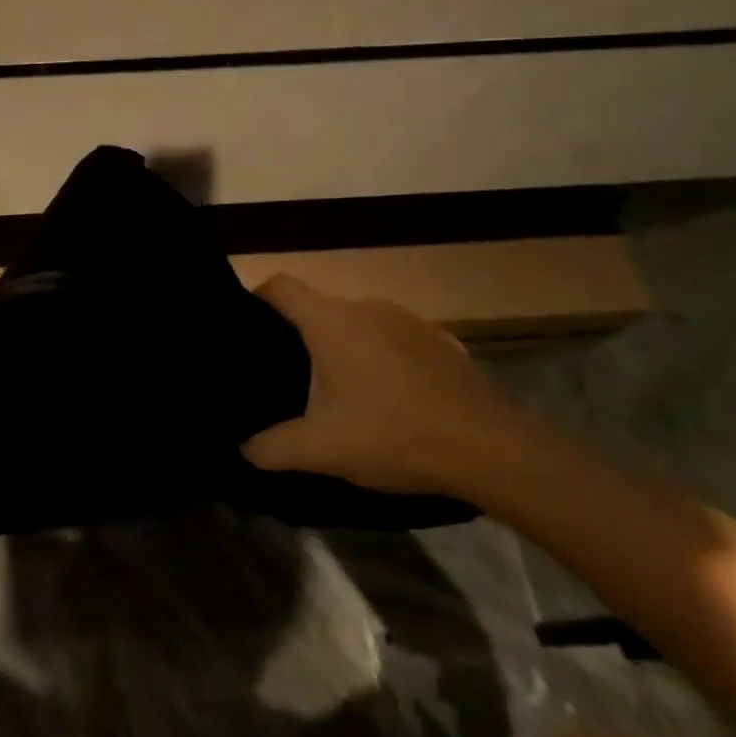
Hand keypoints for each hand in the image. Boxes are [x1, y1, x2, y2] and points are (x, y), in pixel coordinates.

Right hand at [242, 275, 528, 497]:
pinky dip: (380, 359)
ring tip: (340, 391)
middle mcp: (367, 307)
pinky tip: (390, 399)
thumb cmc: (394, 434)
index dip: (257, 298)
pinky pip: (392, 339)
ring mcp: (407, 321)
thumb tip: (245, 448)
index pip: (280, 286)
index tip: (247, 328)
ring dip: (343, 349)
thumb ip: (273, 448)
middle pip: (318, 309)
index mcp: (331, 322)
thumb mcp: (323, 450)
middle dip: (300, 337)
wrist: (490, 448)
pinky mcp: (439, 340)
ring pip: (357, 325)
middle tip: (290, 377)